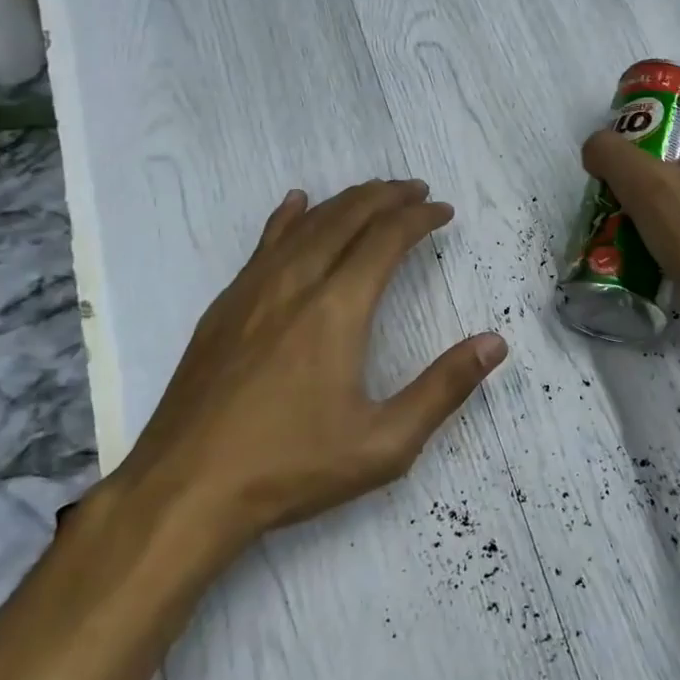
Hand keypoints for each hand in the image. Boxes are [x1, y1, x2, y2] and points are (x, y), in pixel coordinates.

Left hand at [112, 179, 506, 565]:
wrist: (185, 490)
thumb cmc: (291, 468)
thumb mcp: (384, 444)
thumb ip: (443, 389)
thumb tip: (495, 343)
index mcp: (336, 310)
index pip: (385, 240)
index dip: (418, 219)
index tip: (443, 211)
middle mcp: (294, 285)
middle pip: (345, 219)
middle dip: (385, 197)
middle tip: (415, 189)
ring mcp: (251, 292)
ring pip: (304, 225)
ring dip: (343, 202)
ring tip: (372, 192)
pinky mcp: (223, 308)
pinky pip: (263, 245)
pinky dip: (288, 218)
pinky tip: (295, 205)